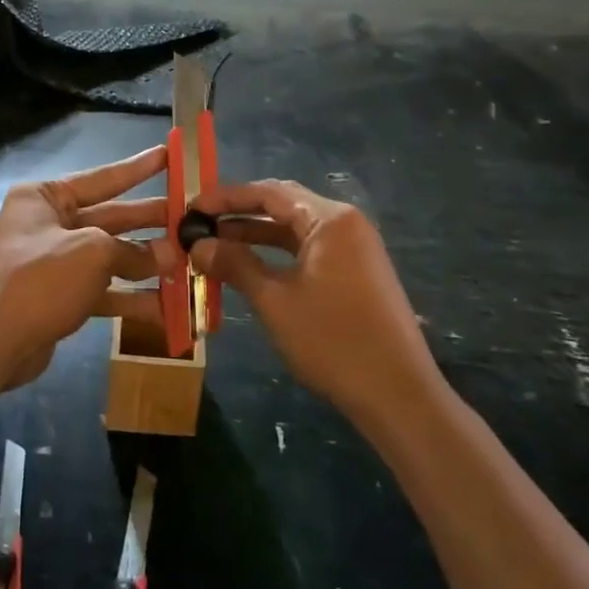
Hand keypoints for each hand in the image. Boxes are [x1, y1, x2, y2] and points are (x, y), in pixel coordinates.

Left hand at [0, 146, 179, 388]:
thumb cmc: (39, 278)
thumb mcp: (92, 252)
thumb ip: (133, 251)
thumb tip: (170, 256)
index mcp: (46, 197)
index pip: (103, 177)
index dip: (139, 168)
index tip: (170, 155)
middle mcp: (49, 224)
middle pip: (111, 218)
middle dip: (151, 222)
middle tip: (192, 219)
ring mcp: (55, 262)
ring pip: (110, 257)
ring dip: (147, 264)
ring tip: (189, 265)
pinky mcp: (61, 297)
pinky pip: (103, 290)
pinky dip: (131, 298)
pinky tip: (167, 308)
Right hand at [191, 179, 437, 427]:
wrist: (398, 396)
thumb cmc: (333, 341)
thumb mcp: (275, 301)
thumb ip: (235, 265)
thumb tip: (198, 245)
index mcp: (329, 219)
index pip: (268, 192)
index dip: (226, 197)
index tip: (190, 208)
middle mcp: (345, 224)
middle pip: (283, 205)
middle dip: (239, 213)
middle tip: (198, 224)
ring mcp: (354, 249)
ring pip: (294, 230)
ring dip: (255, 235)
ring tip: (213, 245)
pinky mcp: (356, 273)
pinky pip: (308, 251)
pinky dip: (277, 255)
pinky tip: (248, 267)